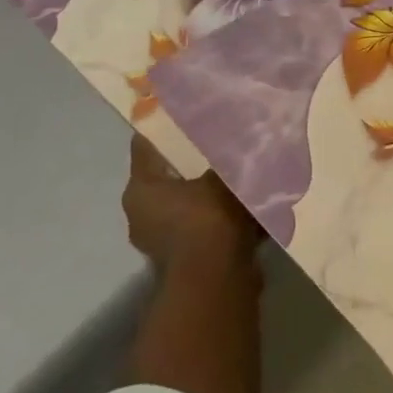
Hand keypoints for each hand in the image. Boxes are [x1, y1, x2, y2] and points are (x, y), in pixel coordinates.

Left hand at [122, 134, 262, 270]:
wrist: (217, 280)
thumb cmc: (208, 219)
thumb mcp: (223, 176)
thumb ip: (229, 156)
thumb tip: (241, 139)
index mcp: (141, 189)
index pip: (146, 146)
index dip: (165, 126)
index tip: (187, 113)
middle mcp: (143, 214)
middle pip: (168, 178)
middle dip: (194, 164)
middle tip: (221, 146)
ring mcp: (162, 240)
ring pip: (188, 206)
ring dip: (210, 197)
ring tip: (242, 179)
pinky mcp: (185, 260)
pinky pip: (205, 230)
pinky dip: (223, 222)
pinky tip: (251, 212)